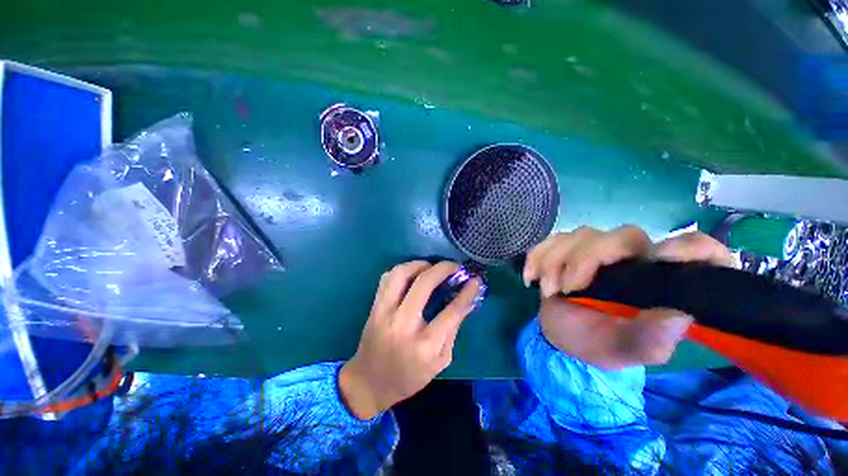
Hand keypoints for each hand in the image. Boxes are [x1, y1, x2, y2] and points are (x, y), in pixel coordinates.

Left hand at [339, 261, 482, 419]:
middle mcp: (403, 324)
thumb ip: (453, 329)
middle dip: (443, 269)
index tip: (475, 280)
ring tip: (432, 266)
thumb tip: (467, 302)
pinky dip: (402, 270)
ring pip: (401, 274)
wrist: (369, 383)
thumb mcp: (441, 361)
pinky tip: (413, 273)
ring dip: (420, 264)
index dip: (467, 292)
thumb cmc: (409, 377)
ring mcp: (385, 313)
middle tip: (454, 266)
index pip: (451, 311)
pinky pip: (387, 279)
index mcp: (425, 345)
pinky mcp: (374, 307)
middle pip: (424, 284)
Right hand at [523, 226, 731, 369]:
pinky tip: (531, 277)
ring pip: (581, 234)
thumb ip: (648, 341)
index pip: (695, 250)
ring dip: (555, 261)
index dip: (690, 247)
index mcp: (659, 283)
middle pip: (622, 235)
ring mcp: (597, 250)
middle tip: (565, 289)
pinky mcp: (568, 248)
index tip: (661, 260)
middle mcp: (633, 259)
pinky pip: (551, 239)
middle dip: (585, 259)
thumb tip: (678, 317)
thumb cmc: (593, 343)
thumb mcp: (620, 351)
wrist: (559, 333)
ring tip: (548, 290)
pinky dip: (537, 256)